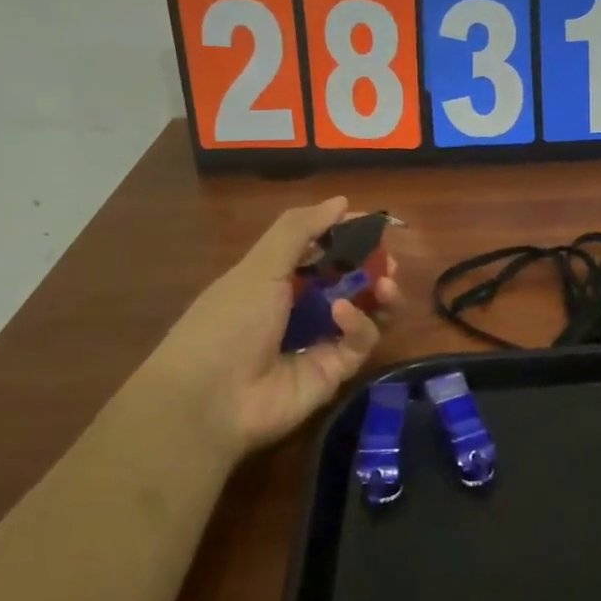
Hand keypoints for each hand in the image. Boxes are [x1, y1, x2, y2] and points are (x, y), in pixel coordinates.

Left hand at [149, 197, 400, 459]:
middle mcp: (302, 308)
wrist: (210, 399)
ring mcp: (321, 340)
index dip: (348, 236)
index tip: (375, 224)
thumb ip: (300, 230)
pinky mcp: (336, 370)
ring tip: (385, 284)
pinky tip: (342, 316)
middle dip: (373, 268)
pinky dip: (358, 324)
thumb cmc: (228, 321)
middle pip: (350, 282)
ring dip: (379, 294)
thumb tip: (341, 200)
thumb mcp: (259, 266)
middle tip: (389, 262)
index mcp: (278, 279)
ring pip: (365, 311)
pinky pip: (360, 342)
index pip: (322, 250)